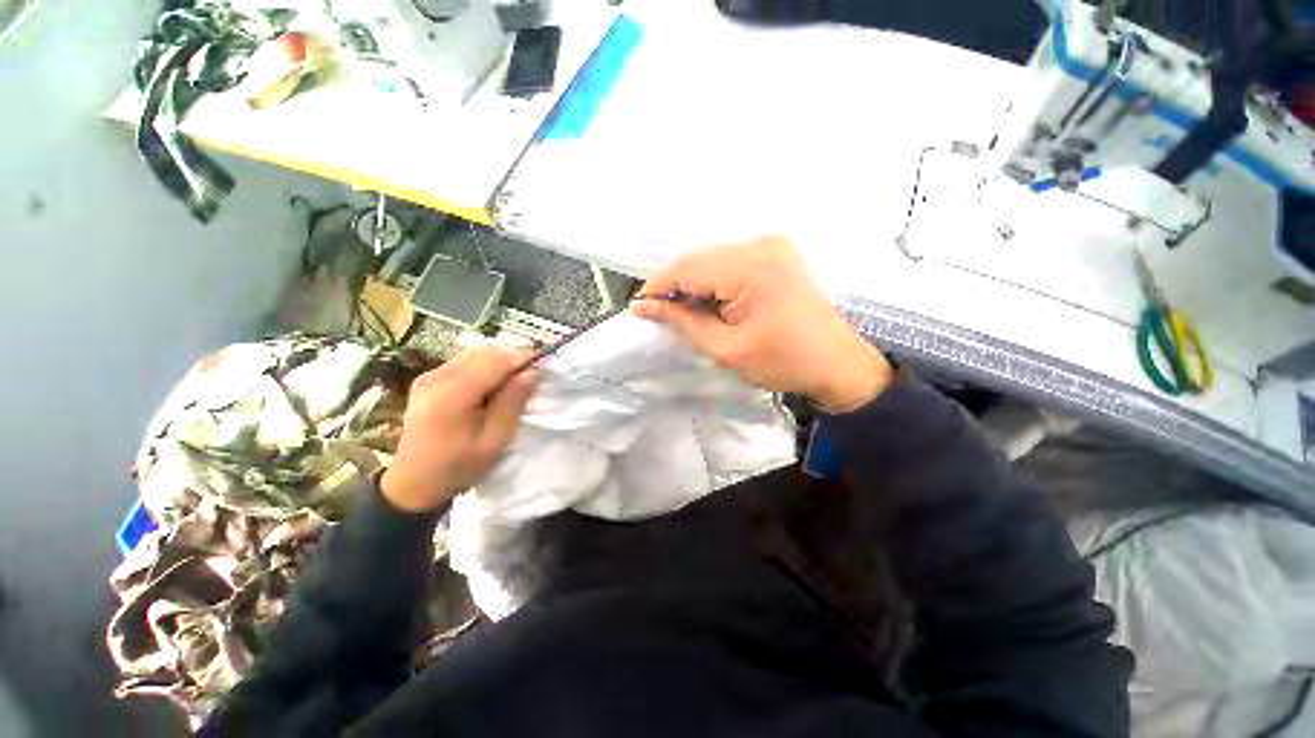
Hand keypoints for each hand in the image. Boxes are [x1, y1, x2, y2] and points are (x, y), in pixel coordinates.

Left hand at [381, 346, 537, 512]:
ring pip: (474, 354)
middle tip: (530, 377)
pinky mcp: (427, 379)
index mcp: (452, 396)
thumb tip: (532, 372)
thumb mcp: (494, 441)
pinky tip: (491, 386)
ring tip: (513, 383)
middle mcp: (436, 378)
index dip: (522, 358)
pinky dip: (484, 367)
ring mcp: (428, 376)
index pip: (494, 361)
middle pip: (484, 352)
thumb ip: (512, 403)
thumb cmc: (458, 467)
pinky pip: (463, 362)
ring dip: (498, 362)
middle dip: (511, 359)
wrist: (412, 484)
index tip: (544, 365)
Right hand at [633, 236, 891, 411]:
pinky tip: (709, 300)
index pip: (687, 269)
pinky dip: (714, 279)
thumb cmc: (783, 362)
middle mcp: (761, 245)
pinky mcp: (778, 252)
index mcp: (751, 268)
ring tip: (683, 310)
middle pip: (699, 259)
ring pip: (713, 258)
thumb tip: (645, 307)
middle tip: (659, 313)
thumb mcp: (726, 349)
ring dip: (694, 282)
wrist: (837, 363)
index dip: (658, 287)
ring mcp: (772, 245)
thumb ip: (683, 322)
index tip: (639, 307)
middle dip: (675, 285)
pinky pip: (732, 260)